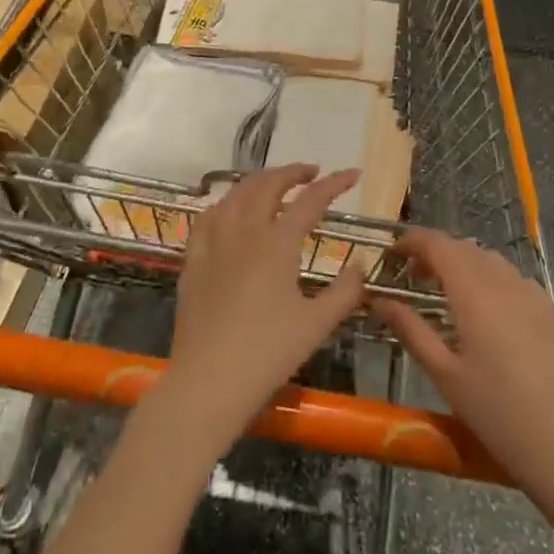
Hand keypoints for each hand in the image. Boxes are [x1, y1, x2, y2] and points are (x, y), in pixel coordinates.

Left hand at [160, 164, 366, 450]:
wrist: (208, 381)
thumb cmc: (268, 354)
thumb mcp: (317, 325)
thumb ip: (345, 291)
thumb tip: (360, 264)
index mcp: (277, 243)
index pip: (311, 200)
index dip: (334, 184)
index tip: (353, 174)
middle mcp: (244, 231)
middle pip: (268, 184)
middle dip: (293, 172)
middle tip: (312, 172)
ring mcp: (214, 241)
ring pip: (236, 193)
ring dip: (259, 181)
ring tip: (275, 184)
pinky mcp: (193, 258)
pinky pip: (208, 215)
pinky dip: (226, 202)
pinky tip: (231, 210)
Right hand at [371, 231, 553, 522]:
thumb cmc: (496, 413)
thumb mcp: (445, 375)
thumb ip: (410, 329)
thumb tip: (378, 300)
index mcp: (474, 292)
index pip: (438, 244)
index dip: (412, 241)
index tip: (391, 254)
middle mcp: (504, 281)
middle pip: (463, 247)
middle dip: (434, 252)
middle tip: (412, 276)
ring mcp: (533, 294)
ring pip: (490, 259)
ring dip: (463, 262)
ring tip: (446, 290)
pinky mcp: (551, 311)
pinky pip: (514, 278)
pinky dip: (490, 277)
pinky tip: (486, 309)